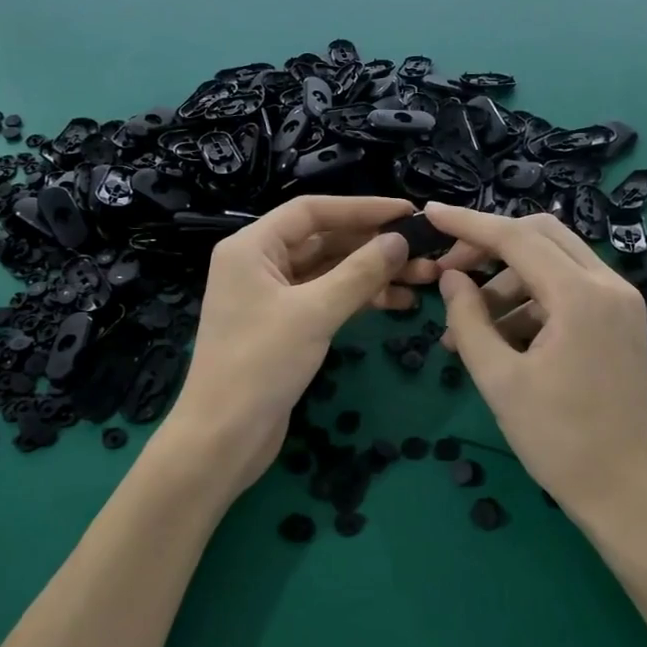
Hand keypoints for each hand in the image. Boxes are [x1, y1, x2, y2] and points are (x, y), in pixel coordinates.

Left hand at [173, 196, 436, 487]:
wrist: (223, 437)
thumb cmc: (260, 365)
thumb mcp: (314, 313)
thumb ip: (359, 273)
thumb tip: (398, 240)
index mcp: (251, 247)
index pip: (312, 211)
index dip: (361, 208)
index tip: (407, 213)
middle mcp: (258, 264)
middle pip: (323, 240)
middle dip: (372, 246)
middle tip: (424, 253)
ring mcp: (270, 297)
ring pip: (328, 272)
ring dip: (371, 274)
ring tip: (421, 280)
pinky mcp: (283, 327)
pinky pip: (325, 299)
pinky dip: (358, 300)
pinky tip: (396, 304)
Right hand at [424, 202, 646, 524]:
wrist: (630, 493)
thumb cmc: (559, 440)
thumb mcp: (499, 379)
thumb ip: (468, 320)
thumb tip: (451, 278)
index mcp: (581, 295)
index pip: (515, 238)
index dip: (468, 223)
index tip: (430, 214)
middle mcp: (609, 285)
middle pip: (541, 236)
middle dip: (490, 246)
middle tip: (450, 273)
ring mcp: (621, 304)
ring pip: (554, 263)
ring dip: (507, 281)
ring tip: (467, 325)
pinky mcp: (622, 324)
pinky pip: (569, 291)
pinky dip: (531, 301)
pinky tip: (501, 338)